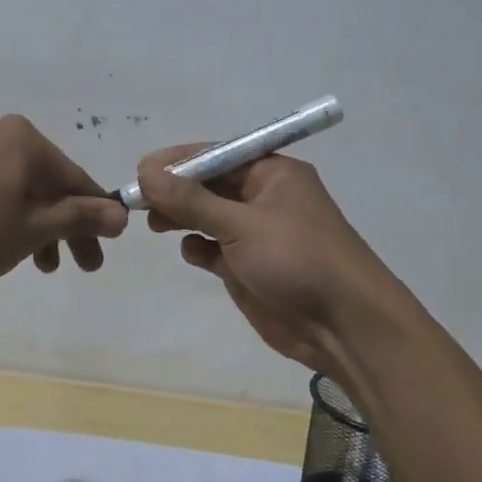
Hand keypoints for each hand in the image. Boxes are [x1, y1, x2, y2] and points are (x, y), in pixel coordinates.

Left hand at [0, 116, 127, 286]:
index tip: (106, 249)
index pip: (76, 179)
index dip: (96, 216)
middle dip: (67, 227)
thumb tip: (123, 214)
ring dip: (39, 228)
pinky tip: (9, 246)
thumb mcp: (33, 228)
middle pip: (49, 185)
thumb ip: (80, 217)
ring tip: (41, 266)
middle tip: (82, 266)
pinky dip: (11, 218)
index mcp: (26, 140)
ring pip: (22, 191)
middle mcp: (2, 135)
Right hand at [136, 146, 405, 378]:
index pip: (217, 155)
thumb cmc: (298, 259)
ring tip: (154, 224)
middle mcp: (263, 198)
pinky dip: (199, 248)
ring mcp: (256, 234)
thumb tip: (146, 173)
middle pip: (208, 185)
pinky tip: (194, 254)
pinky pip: (213, 248)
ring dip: (182, 217)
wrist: (344, 325)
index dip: (178, 161)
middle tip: (137, 200)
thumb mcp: (241, 224)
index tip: (142, 170)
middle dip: (175, 191)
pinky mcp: (249, 267)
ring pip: (207, 216)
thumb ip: (191, 200)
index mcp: (272, 173)